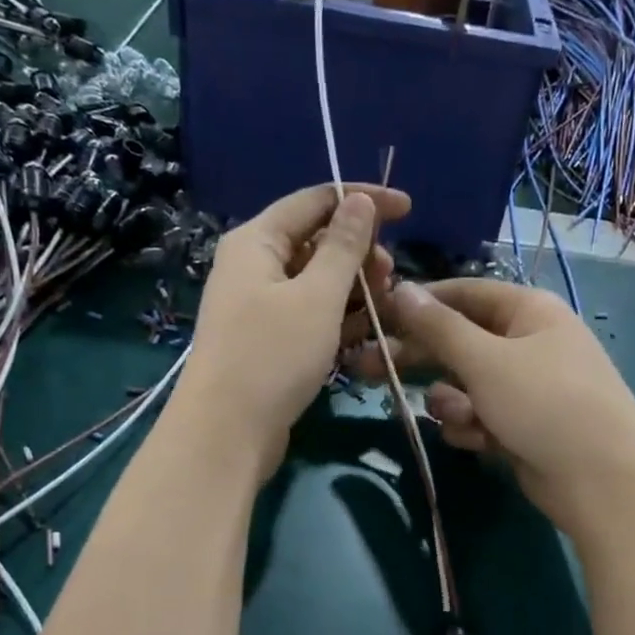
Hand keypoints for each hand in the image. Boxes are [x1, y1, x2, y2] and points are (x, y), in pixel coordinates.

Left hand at [176, 183, 409, 480]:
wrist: (226, 433)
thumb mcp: (316, 297)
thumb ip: (343, 247)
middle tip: (392, 278)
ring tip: (387, 308)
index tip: (409, 211)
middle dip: (360, 254)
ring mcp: (260, 308)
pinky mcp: (269, 343)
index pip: (315, 201)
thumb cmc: (271, 356)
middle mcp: (254, 267)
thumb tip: (358, 201)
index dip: (363, 200)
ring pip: (317, 284)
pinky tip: (368, 335)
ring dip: (355, 291)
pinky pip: (311, 318)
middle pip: (316, 243)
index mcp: (257, 241)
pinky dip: (339, 321)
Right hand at [345, 279, 634, 538]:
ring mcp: (528, 388)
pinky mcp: (523, 426)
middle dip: (419, 357)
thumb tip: (402, 289)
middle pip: (460, 341)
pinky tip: (479, 441)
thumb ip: (438, 327)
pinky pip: (482, 417)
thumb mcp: (485, 360)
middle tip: (367, 368)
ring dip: (452, 402)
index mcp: (529, 312)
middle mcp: (529, 343)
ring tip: (458, 418)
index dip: (421, 302)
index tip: (378, 314)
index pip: (465, 293)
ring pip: (467, 385)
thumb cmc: (544, 404)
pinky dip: (474, 427)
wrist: (601, 480)